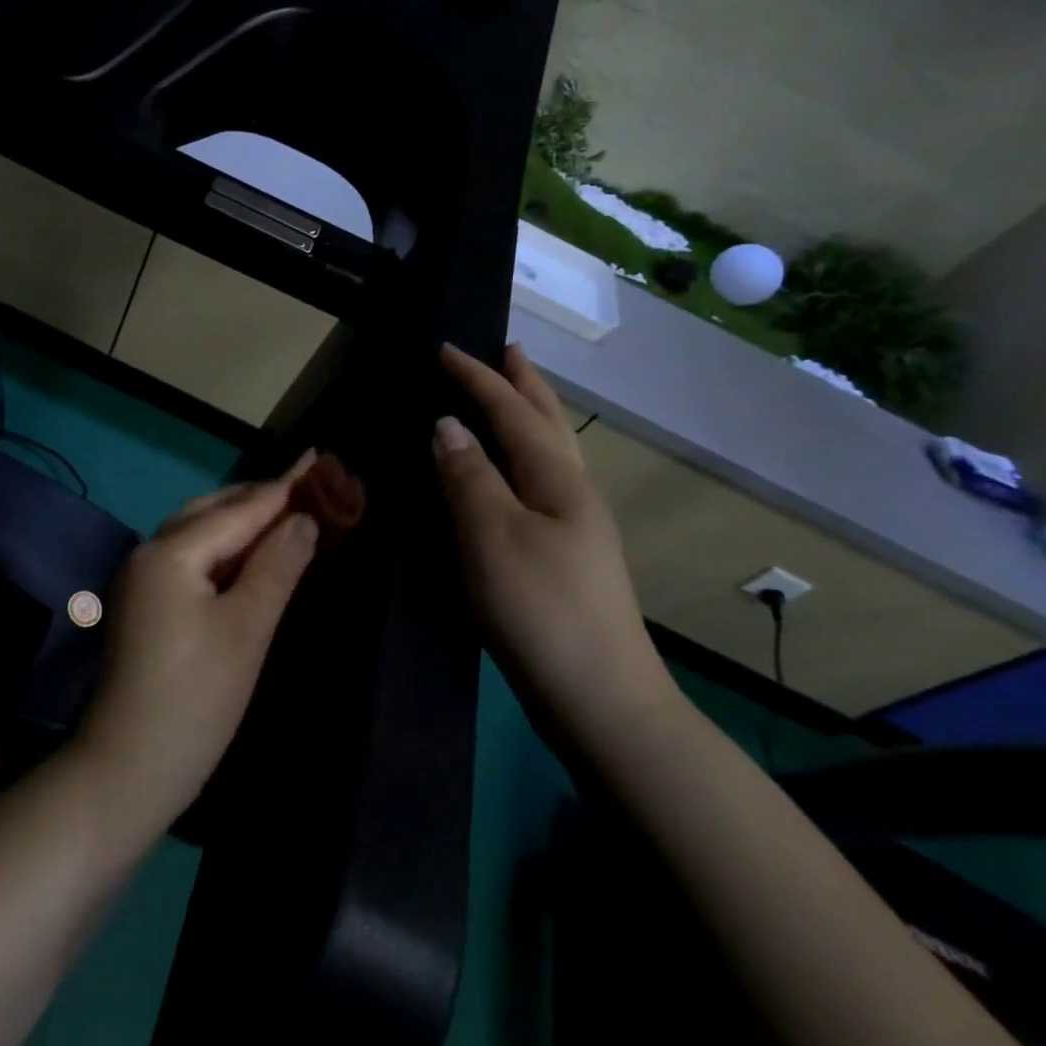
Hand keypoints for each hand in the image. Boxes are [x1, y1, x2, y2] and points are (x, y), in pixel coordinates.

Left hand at [72, 456, 320, 837]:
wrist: (126, 771)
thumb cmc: (196, 700)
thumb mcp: (247, 630)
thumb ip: (277, 567)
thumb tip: (303, 520)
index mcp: (171, 552)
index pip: (240, 510)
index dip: (284, 487)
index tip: (319, 457)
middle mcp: (149, 554)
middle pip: (212, 511)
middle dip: (260, 498)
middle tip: (309, 486)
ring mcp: (141, 580)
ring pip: (198, 533)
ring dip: (240, 521)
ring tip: (284, 513)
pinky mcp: (144, 605)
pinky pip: (189, 558)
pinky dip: (222, 549)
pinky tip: (246, 556)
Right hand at [432, 343, 679, 745]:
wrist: (600, 697)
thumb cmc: (540, 609)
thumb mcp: (492, 536)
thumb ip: (468, 476)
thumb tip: (448, 425)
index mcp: (556, 479)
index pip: (512, 411)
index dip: (478, 378)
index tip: (445, 347)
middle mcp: (573, 492)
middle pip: (547, 422)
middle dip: (524, 383)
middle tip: (506, 349)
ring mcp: (575, 525)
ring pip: (550, 451)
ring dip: (530, 415)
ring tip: (512, 395)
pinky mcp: (566, 554)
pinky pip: (540, 481)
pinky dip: (523, 455)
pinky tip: (511, 471)